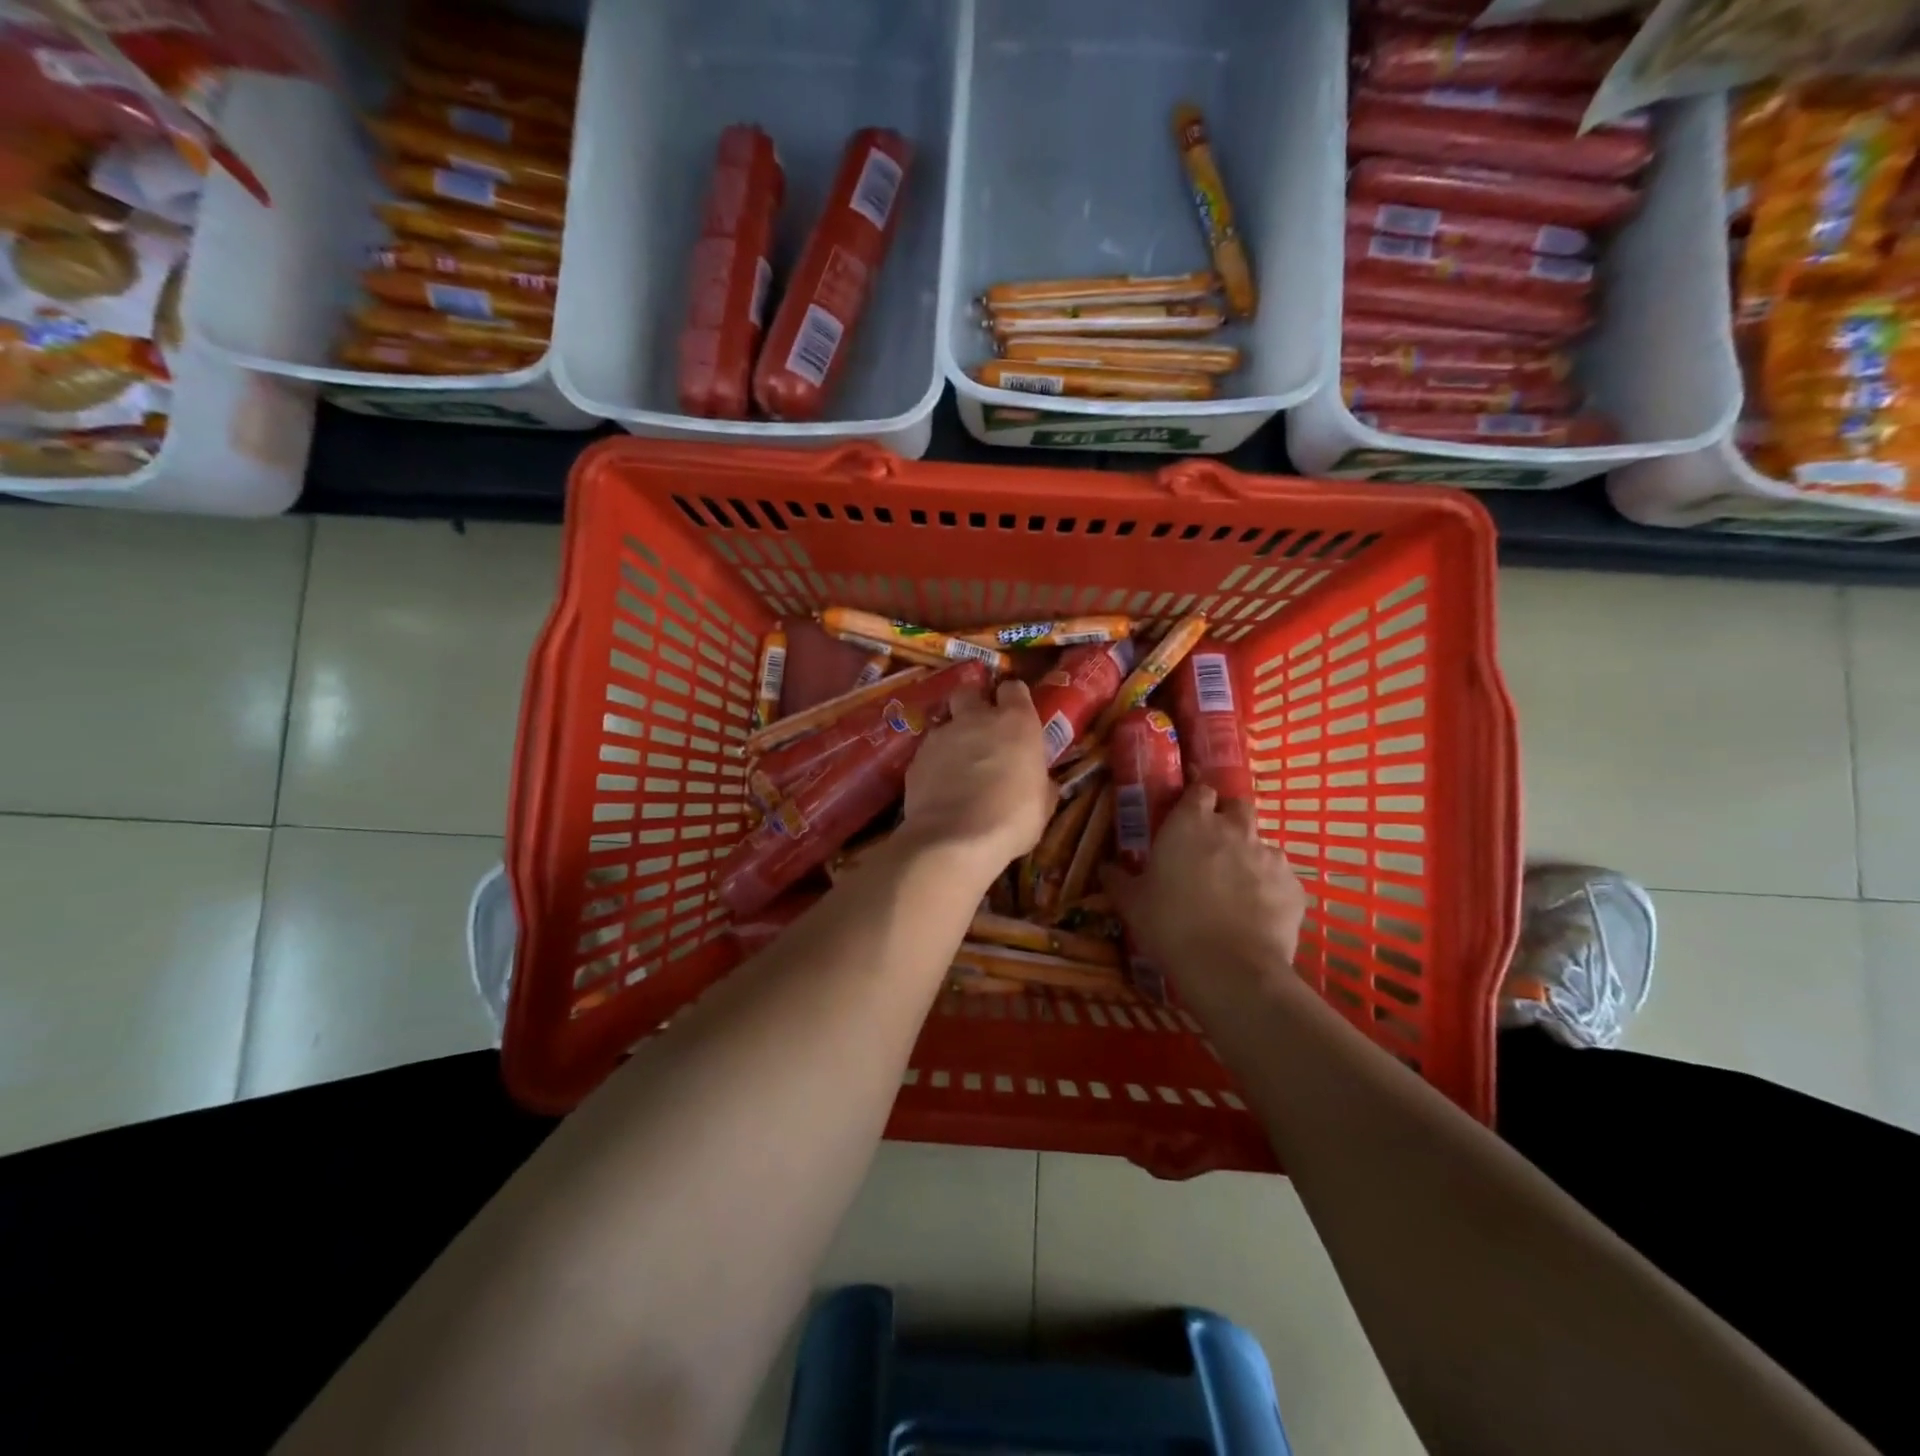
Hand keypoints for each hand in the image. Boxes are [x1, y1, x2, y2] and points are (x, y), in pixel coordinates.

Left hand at [900, 679, 1055, 875]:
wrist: (954, 840)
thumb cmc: (1012, 820)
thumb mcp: (1042, 804)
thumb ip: (1040, 782)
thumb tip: (1041, 782)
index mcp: (1015, 722)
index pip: (1013, 688)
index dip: (1014, 699)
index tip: (1016, 714)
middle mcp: (976, 718)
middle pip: (970, 691)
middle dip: (974, 703)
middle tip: (981, 728)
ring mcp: (941, 735)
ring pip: (946, 722)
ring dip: (953, 736)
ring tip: (958, 764)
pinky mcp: (916, 758)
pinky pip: (928, 751)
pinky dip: (935, 762)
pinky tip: (940, 786)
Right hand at [1103, 784, 1306, 997]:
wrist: (1228, 968)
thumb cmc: (1170, 924)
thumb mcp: (1132, 903)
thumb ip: (1118, 880)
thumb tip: (1105, 868)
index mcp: (1191, 822)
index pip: (1200, 790)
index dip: (1195, 801)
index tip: (1187, 818)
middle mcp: (1233, 829)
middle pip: (1237, 806)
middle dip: (1228, 819)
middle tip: (1213, 846)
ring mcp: (1269, 856)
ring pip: (1261, 845)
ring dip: (1249, 857)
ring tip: (1235, 888)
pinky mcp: (1294, 886)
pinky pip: (1281, 879)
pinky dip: (1270, 890)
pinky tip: (1257, 914)